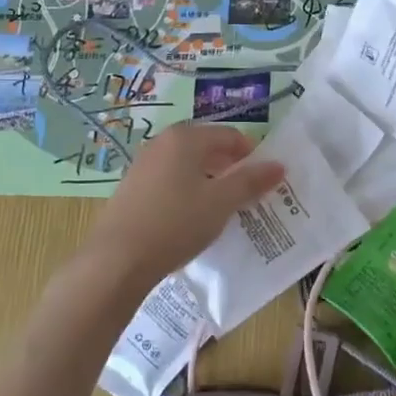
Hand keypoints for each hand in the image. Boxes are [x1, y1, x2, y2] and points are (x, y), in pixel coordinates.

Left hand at [91, 122, 286, 286]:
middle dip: (231, 168)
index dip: (252, 154)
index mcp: (185, 138)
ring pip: (187, 165)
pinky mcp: (132, 188)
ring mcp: (143, 165)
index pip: (229, 135)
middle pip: (207, 147)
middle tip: (248, 195)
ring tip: (223, 208)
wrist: (116, 260)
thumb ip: (251, 182)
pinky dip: (187, 192)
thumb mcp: (221, 203)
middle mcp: (162, 143)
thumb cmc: (175, 223)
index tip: (265, 180)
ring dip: (209, 181)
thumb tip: (279, 165)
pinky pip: (170, 181)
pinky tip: (192, 218)